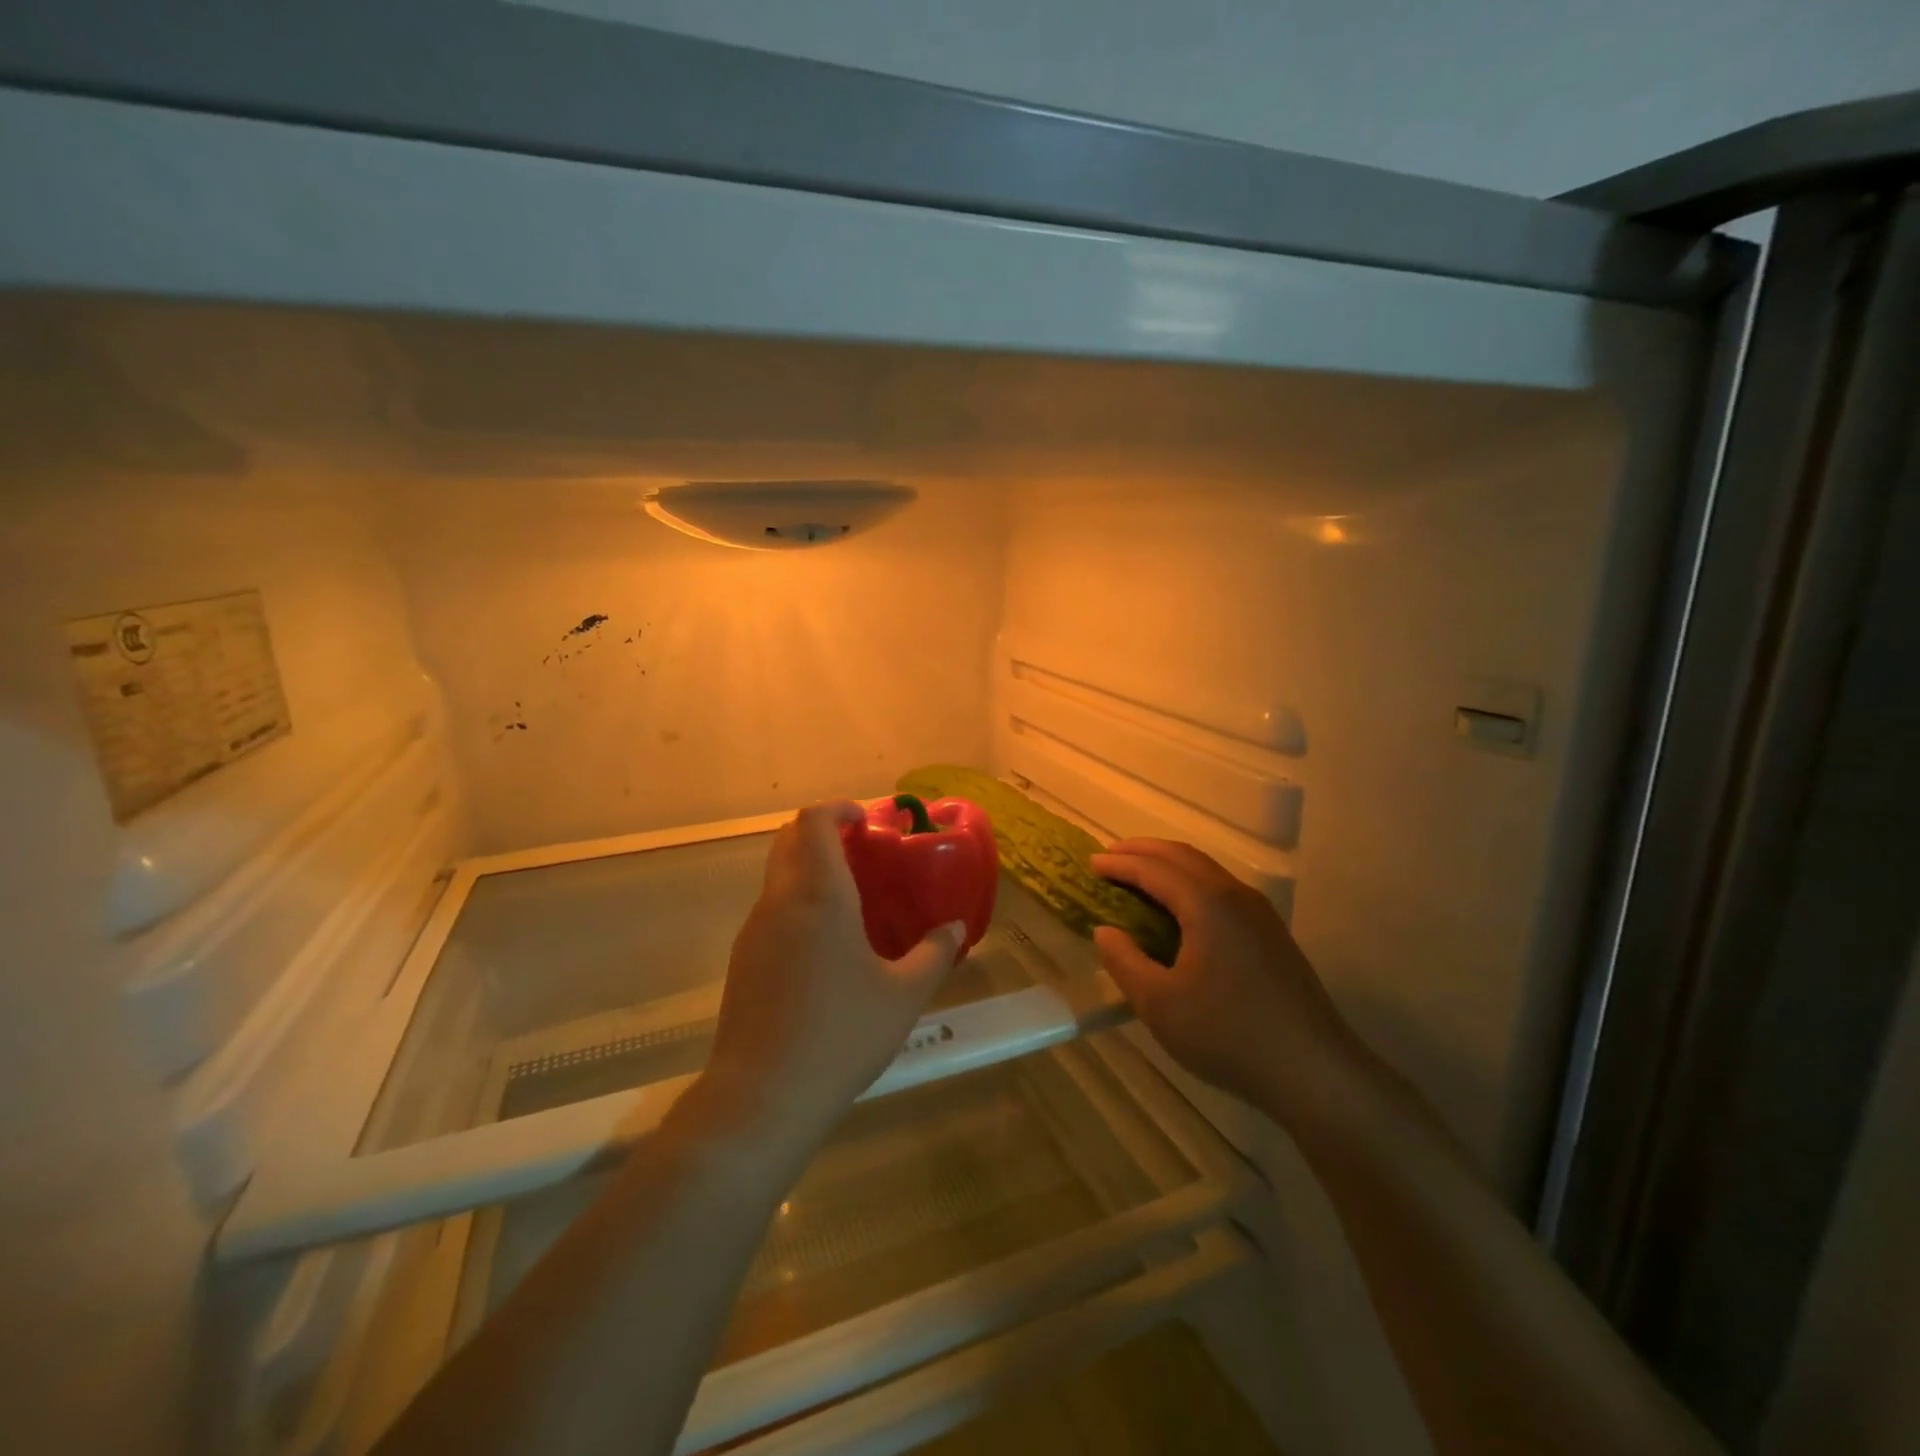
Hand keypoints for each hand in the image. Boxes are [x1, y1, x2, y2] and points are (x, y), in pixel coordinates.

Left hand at [696, 800, 964, 1152]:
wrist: (763, 1096)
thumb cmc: (841, 1035)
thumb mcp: (904, 996)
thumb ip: (935, 954)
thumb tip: (955, 929)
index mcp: (819, 895)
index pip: (813, 822)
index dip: (838, 809)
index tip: (866, 821)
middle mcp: (780, 901)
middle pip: (789, 840)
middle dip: (823, 833)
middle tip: (862, 851)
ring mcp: (754, 930)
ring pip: (778, 875)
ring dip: (809, 869)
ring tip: (851, 898)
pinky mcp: (743, 960)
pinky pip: (771, 910)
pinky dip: (797, 902)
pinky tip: (825, 946)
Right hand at [1091, 839, 1360, 1121]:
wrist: (1315, 1071)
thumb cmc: (1228, 1036)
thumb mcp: (1160, 1005)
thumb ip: (1125, 961)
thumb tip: (1105, 931)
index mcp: (1207, 904)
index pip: (1154, 869)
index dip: (1120, 863)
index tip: (1091, 862)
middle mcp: (1235, 896)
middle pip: (1183, 856)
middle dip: (1143, 851)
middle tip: (1111, 857)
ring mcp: (1259, 913)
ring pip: (1206, 870)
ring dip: (1169, 865)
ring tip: (1140, 876)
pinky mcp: (1271, 934)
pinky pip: (1221, 889)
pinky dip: (1190, 884)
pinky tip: (1180, 910)